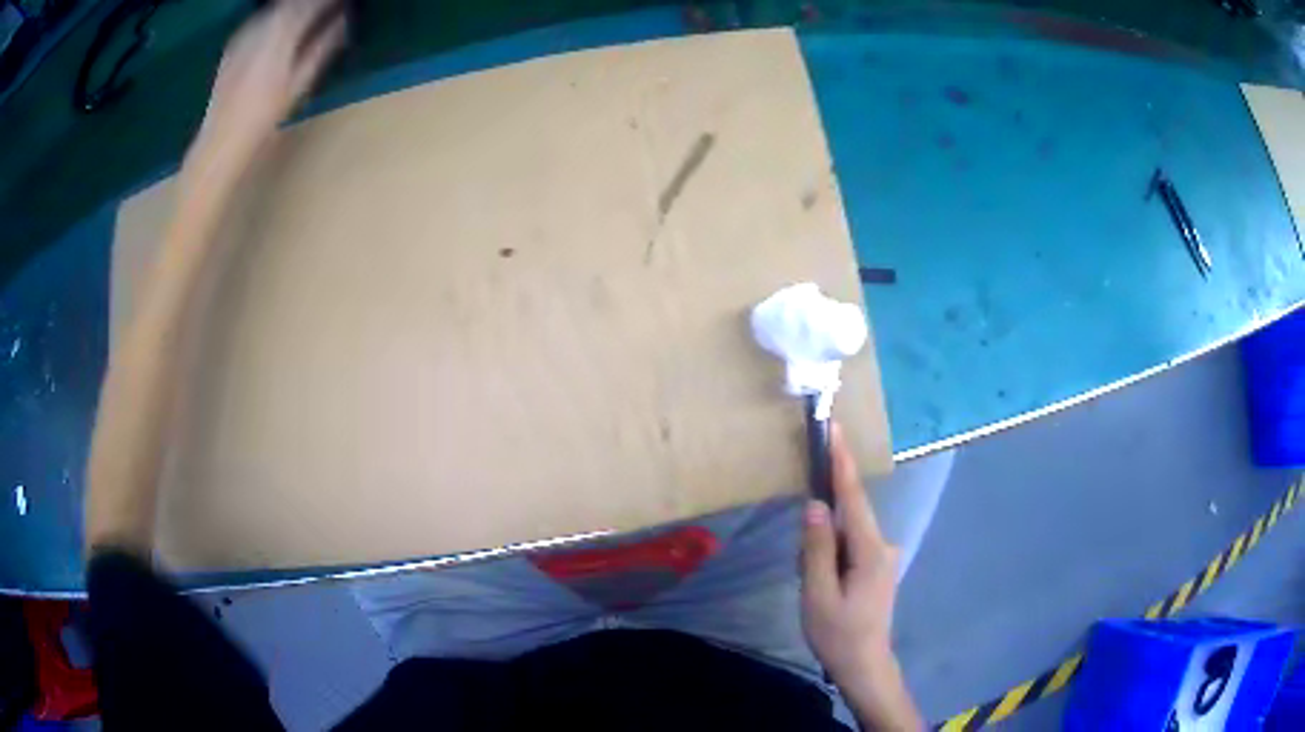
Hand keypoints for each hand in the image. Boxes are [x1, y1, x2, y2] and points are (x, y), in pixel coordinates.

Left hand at [191, 0, 347, 174]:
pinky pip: (261, 17)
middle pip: (293, 1)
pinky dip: (276, 16)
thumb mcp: (298, 86)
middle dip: (313, 2)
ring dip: (295, 6)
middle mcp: (262, 26)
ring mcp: (245, 33)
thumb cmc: (262, 122)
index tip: (346, 4)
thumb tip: (344, 20)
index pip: (313, 2)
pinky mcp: (234, 43)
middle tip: (331, 8)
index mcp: (282, 34)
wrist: (218, 145)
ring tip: (310, 12)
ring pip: (276, 7)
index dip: (331, 1)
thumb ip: (322, 47)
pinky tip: (282, 24)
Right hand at [801, 425, 899, 680]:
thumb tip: (815, 504)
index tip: (834, 428)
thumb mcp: (818, 594)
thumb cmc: (839, 634)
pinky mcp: (878, 566)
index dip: (842, 462)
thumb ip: (816, 548)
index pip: (853, 497)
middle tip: (806, 569)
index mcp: (870, 550)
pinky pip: (850, 547)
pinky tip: (824, 586)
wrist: (865, 665)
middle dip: (821, 525)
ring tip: (814, 589)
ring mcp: (883, 556)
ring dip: (824, 549)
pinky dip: (831, 556)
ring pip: (846, 535)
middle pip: (849, 516)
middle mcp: (883, 545)